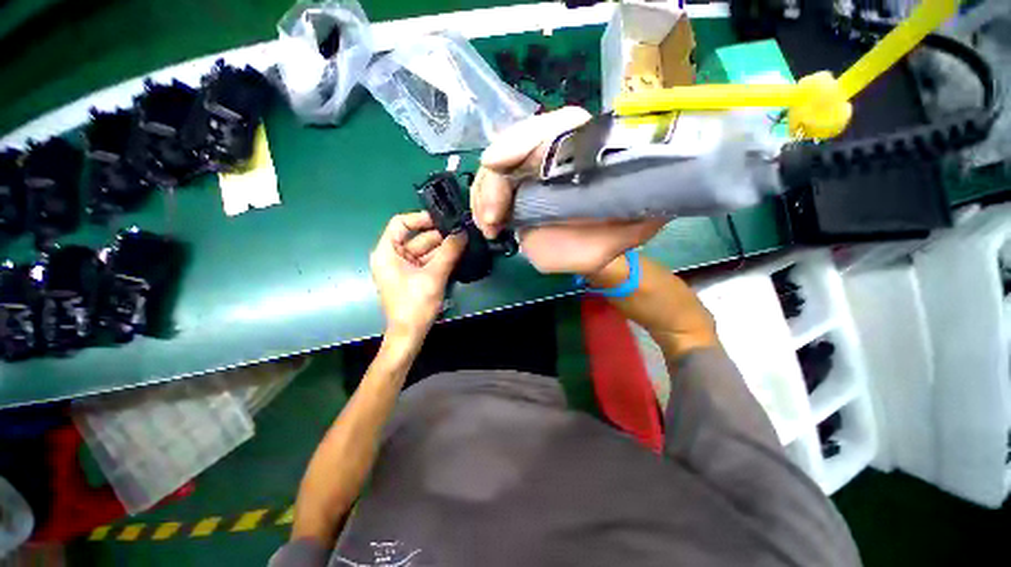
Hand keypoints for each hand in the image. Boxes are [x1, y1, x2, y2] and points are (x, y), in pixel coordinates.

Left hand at [370, 212, 465, 343]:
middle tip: (462, 232)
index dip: (421, 218)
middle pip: (417, 238)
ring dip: (443, 248)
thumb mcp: (434, 275)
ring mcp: (403, 268)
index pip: (401, 223)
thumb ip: (449, 252)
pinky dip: (441, 259)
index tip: (443, 220)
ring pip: (425, 250)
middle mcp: (393, 256)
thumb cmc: (415, 304)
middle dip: (440, 236)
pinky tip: (457, 256)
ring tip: (464, 243)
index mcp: (387, 252)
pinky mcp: (413, 277)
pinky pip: (427, 262)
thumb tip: (462, 233)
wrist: (410, 334)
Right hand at [471, 107, 668, 274]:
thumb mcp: (628, 233)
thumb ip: (631, 219)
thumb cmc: (610, 239)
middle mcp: (560, 149)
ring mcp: (535, 165)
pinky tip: (488, 224)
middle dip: (495, 179)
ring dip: (484, 194)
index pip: (557, 127)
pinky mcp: (520, 182)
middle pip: (515, 145)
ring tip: (488, 226)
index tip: (495, 162)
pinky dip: (484, 202)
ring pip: (499, 165)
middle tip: (490, 218)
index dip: (523, 139)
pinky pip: (494, 183)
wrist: (592, 245)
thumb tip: (624, 185)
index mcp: (591, 151)